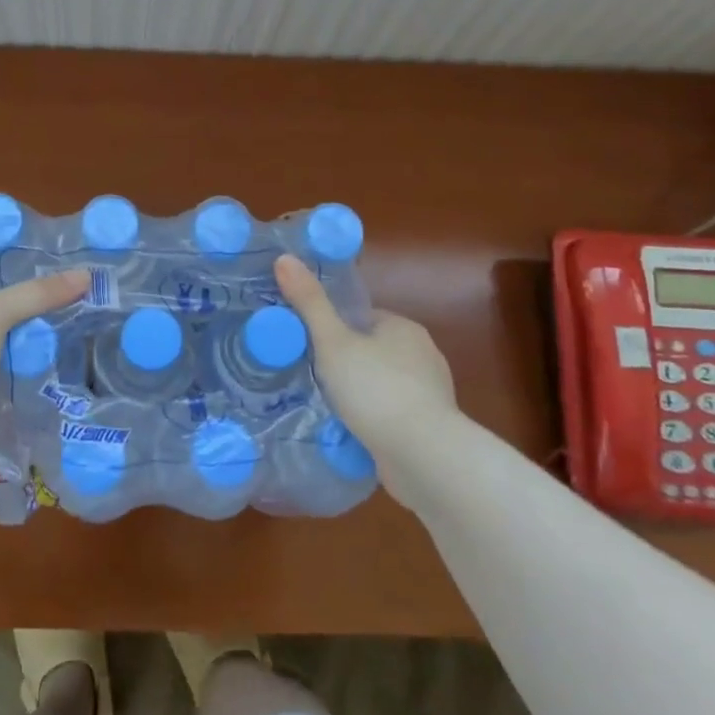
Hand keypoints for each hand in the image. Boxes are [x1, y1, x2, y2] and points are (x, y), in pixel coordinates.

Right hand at [273, 254, 456, 502]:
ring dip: (359, 395)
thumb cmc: (376, 389)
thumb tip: (284, 258)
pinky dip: (372, 420)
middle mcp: (423, 354)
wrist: (424, 457)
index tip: (308, 345)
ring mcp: (430, 394)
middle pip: (372, 351)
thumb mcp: (333, 342)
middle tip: (310, 377)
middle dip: (345, 364)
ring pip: (382, 385)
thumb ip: (309, 302)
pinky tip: (351, 433)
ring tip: (325, 408)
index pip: (362, 318)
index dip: (334, 328)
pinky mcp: (429, 428)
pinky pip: (391, 415)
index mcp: (403, 327)